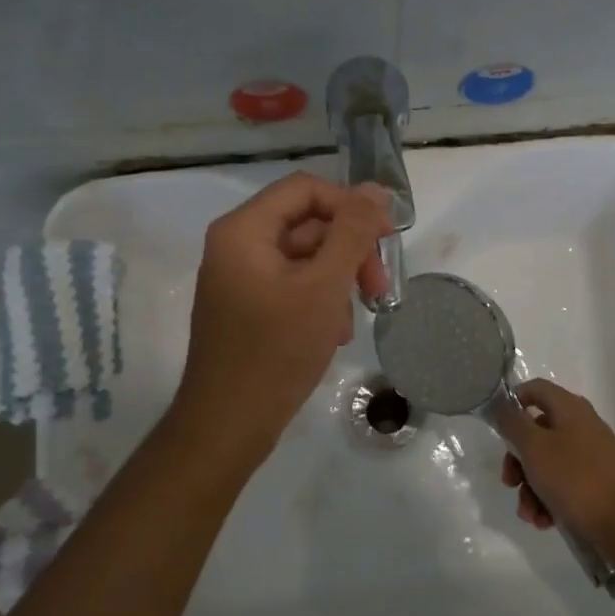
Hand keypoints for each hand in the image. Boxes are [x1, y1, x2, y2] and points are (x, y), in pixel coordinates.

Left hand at [173, 173, 391, 460]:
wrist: (228, 425)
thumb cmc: (276, 351)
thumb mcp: (324, 286)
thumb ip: (352, 232)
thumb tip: (376, 190)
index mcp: (244, 230)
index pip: (306, 190)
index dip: (350, 205)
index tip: (386, 238)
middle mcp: (237, 246)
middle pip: (307, 224)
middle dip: (349, 251)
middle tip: (379, 286)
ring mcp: (241, 279)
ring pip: (305, 258)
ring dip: (338, 280)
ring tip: (353, 319)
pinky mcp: (248, 308)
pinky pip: (293, 286)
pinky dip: (320, 301)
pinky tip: (334, 333)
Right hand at [498, 379, 614, 549]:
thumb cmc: (575, 479)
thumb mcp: (534, 448)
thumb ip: (513, 423)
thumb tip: (501, 404)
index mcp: (569, 409)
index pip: (535, 389)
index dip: (513, 402)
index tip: (498, 427)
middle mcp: (581, 427)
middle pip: (537, 432)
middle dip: (518, 461)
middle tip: (509, 482)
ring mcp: (591, 456)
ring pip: (547, 464)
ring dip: (531, 489)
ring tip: (531, 514)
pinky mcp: (597, 484)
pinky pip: (564, 486)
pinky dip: (549, 501)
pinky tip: (545, 521)